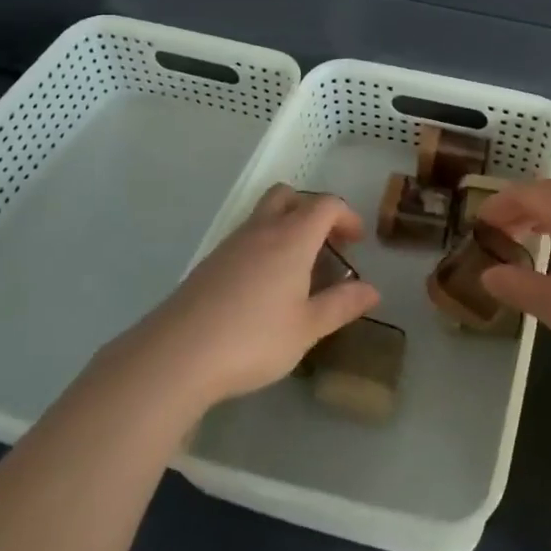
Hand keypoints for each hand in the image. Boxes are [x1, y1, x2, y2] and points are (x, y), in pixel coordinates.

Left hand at [139, 184, 380, 405]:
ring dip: (287, 226)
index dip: (346, 216)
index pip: (325, 205)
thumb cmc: (253, 339)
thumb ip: (341, 305)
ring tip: (298, 268)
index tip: (356, 242)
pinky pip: (246, 237)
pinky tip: (265, 286)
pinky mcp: (210, 263)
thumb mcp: (306, 328)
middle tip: (326, 243)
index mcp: (292, 238)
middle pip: (289, 195)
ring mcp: (231, 244)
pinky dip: (264, 245)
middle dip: (312, 210)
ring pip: (264, 214)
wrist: (178, 354)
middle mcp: (262, 230)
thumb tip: (372, 290)